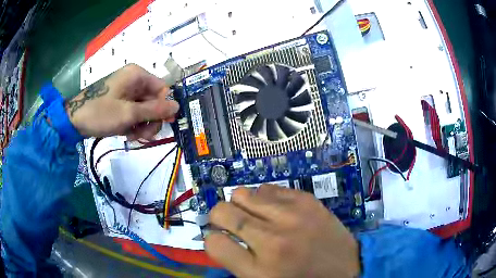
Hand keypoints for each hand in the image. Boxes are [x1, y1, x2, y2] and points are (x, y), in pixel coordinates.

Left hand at [66, 64, 178, 138]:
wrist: (74, 120)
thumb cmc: (101, 112)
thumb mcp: (129, 113)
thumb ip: (154, 110)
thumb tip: (177, 107)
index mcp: (137, 75)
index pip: (162, 89)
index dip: (164, 107)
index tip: (163, 124)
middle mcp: (134, 80)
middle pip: (153, 101)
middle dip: (150, 120)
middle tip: (144, 135)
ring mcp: (126, 92)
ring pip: (144, 109)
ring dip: (142, 125)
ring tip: (133, 136)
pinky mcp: (119, 102)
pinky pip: (133, 113)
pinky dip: (132, 124)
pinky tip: (126, 133)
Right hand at [205, 185, 360, 277]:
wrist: (345, 269)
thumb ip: (236, 262)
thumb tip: (218, 238)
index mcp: (259, 270)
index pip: (213, 243)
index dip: (212, 240)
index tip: (221, 240)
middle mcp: (272, 240)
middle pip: (221, 211)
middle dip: (219, 217)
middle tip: (231, 224)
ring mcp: (291, 216)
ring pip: (242, 194)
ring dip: (242, 205)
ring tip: (255, 216)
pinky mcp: (306, 200)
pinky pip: (268, 188)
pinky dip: (264, 198)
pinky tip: (274, 210)